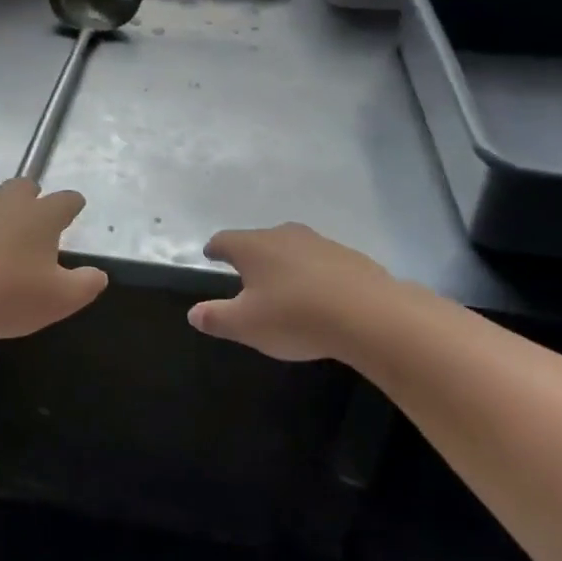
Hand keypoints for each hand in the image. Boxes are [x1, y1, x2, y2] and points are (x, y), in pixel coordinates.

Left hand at [0, 179, 108, 340]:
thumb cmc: (6, 296)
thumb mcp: (58, 301)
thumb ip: (85, 285)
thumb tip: (99, 275)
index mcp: (40, 216)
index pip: (66, 200)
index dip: (72, 204)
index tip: (75, 208)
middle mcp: (4, 202)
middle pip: (22, 187)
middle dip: (30, 198)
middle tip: (31, 220)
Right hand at [189, 223, 397, 361]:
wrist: (368, 314)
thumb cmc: (295, 316)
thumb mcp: (246, 325)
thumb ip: (216, 318)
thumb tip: (193, 312)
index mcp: (253, 247)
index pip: (225, 240)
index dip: (215, 249)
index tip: (210, 254)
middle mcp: (283, 235)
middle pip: (259, 240)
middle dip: (251, 255)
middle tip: (246, 275)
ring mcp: (319, 242)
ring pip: (292, 248)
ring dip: (285, 263)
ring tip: (284, 286)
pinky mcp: (349, 256)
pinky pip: (322, 262)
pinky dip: (314, 274)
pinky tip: (320, 295)